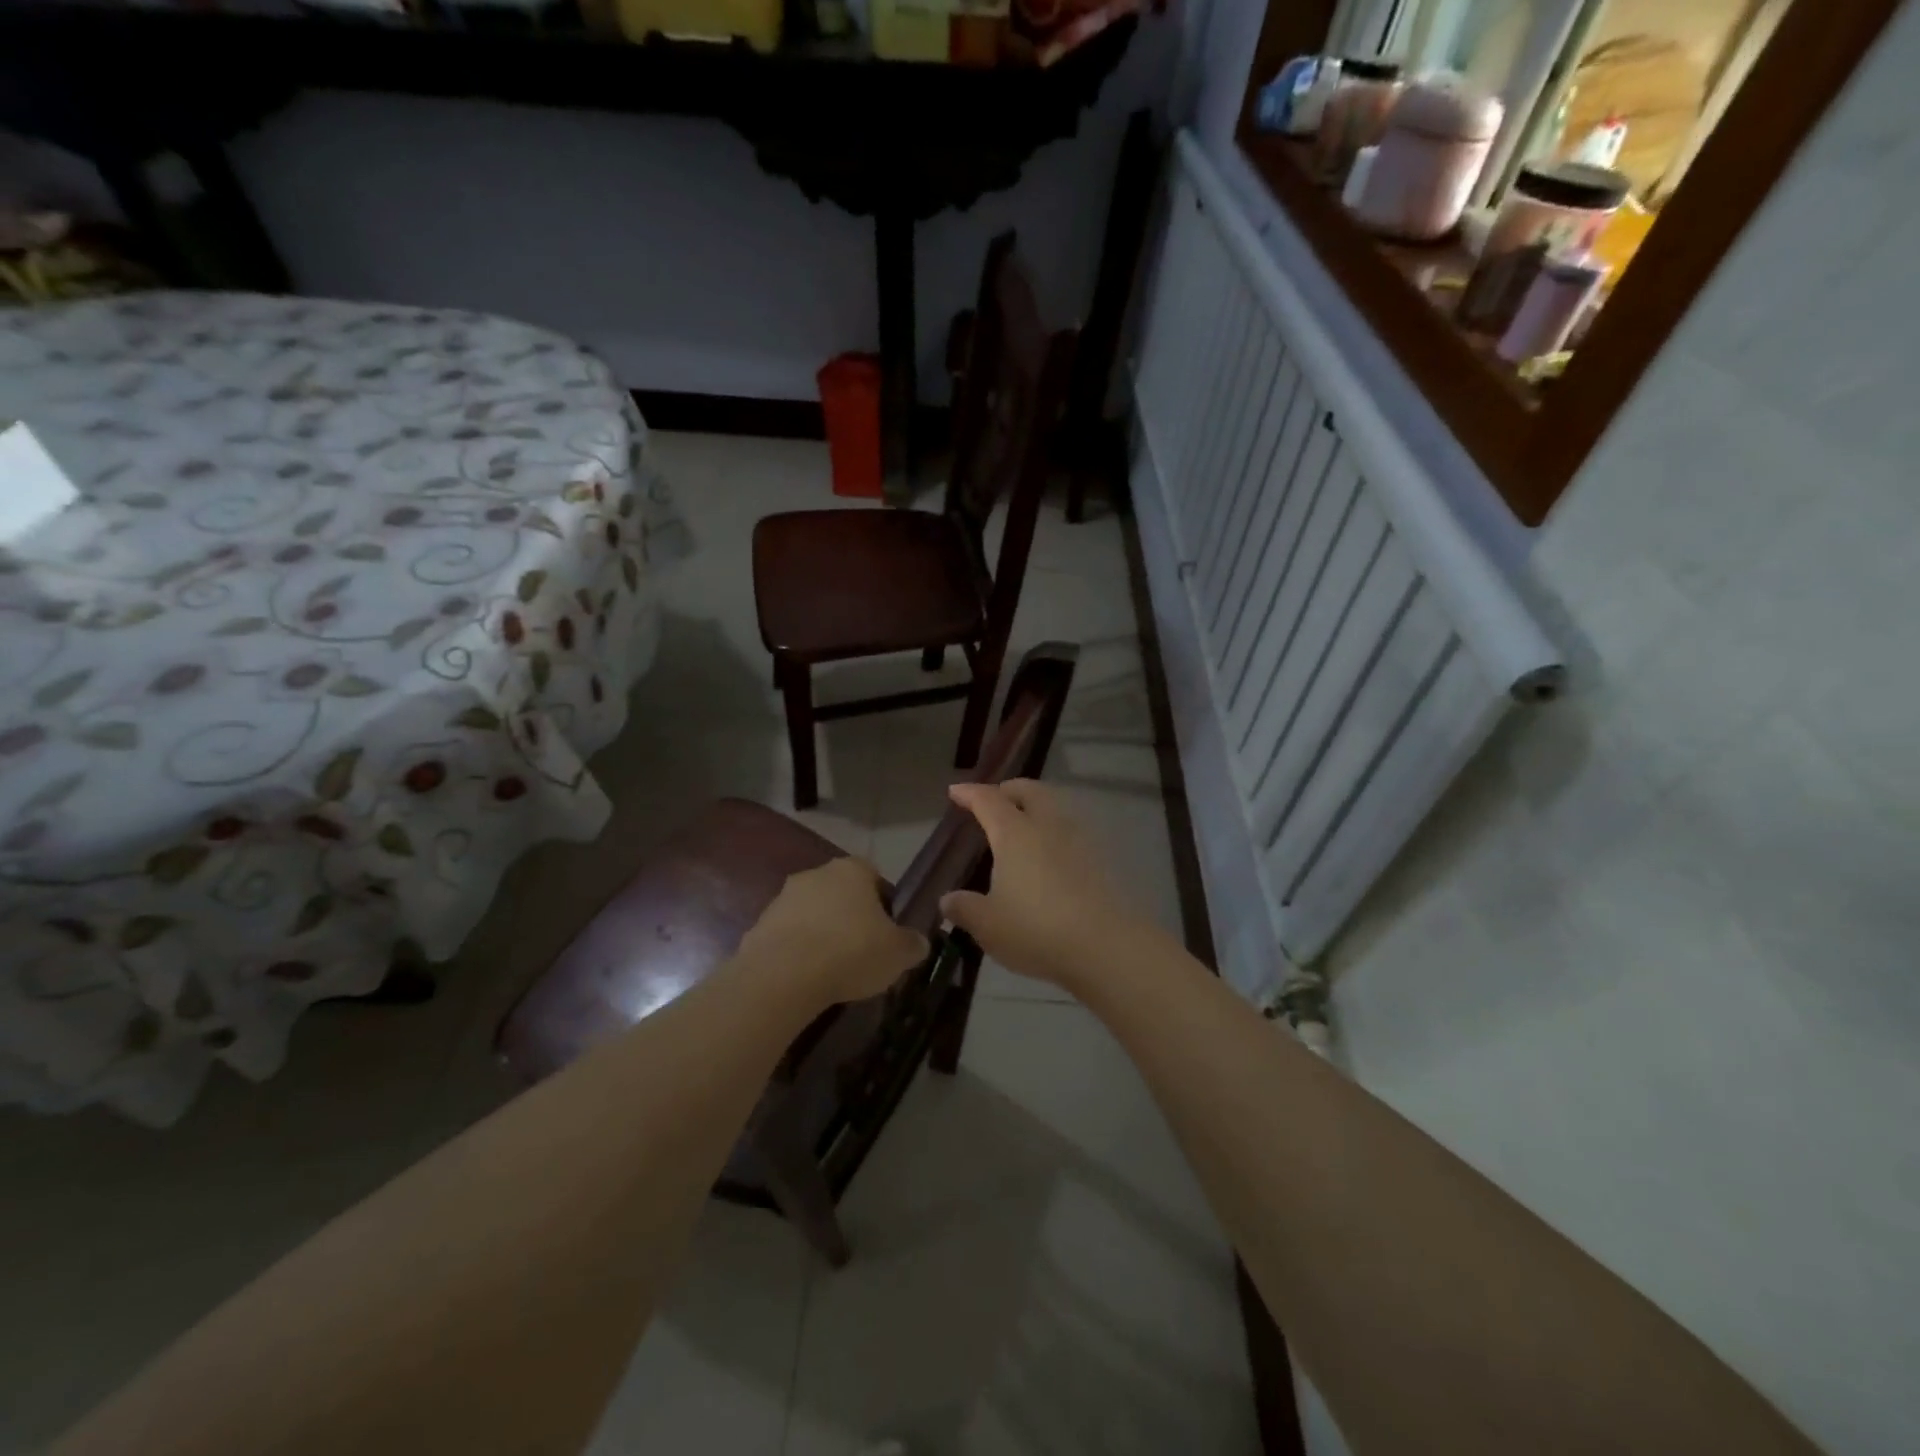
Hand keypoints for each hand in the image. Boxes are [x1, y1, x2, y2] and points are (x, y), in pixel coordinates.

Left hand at [737, 856, 928, 1007]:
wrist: (783, 975)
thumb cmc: (851, 951)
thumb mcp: (898, 953)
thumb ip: (912, 944)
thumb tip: (920, 942)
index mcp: (852, 870)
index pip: (873, 875)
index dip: (883, 902)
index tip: (887, 931)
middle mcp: (816, 874)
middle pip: (840, 893)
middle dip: (850, 917)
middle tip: (862, 951)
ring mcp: (783, 898)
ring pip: (811, 913)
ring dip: (821, 933)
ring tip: (833, 970)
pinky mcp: (759, 925)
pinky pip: (787, 936)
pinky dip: (797, 952)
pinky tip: (806, 978)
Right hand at [940, 779, 1160, 992]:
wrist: (1105, 946)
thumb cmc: (1036, 929)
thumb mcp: (988, 924)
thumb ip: (965, 908)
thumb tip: (948, 899)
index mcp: (1014, 833)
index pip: (988, 800)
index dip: (969, 793)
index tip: (955, 791)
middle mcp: (1047, 826)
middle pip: (1029, 791)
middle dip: (1009, 790)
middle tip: (994, 801)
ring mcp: (1079, 840)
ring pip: (1055, 809)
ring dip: (1036, 809)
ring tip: (1022, 830)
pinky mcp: (1100, 861)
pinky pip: (1071, 834)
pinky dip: (1054, 834)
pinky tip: (1048, 859)